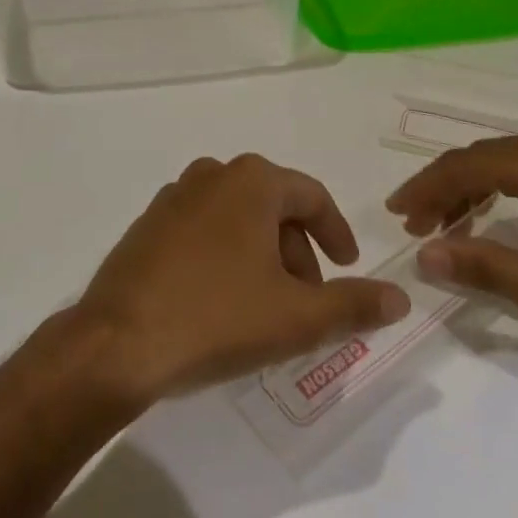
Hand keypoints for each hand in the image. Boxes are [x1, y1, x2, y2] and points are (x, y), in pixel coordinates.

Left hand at [74, 155, 411, 406]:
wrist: (118, 342)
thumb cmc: (216, 317)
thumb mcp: (297, 317)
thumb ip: (353, 305)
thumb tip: (400, 297)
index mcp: (251, 181)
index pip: (311, 197)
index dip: (336, 233)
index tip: (349, 267)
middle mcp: (212, 174)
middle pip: (273, 207)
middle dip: (297, 253)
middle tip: (306, 302)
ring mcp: (174, 196)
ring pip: (237, 219)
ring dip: (262, 256)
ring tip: (266, 307)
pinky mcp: (148, 224)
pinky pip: (203, 230)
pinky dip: (225, 256)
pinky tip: (221, 302)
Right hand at [386, 123, 517, 336]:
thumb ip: (485, 268)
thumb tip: (424, 257)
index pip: (462, 167)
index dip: (423, 189)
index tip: (396, 214)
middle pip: (474, 158)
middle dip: (439, 190)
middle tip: (414, 225)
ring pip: (493, 158)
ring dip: (463, 188)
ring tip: (442, 225)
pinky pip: (515, 161)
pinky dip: (491, 184)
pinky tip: (481, 212)